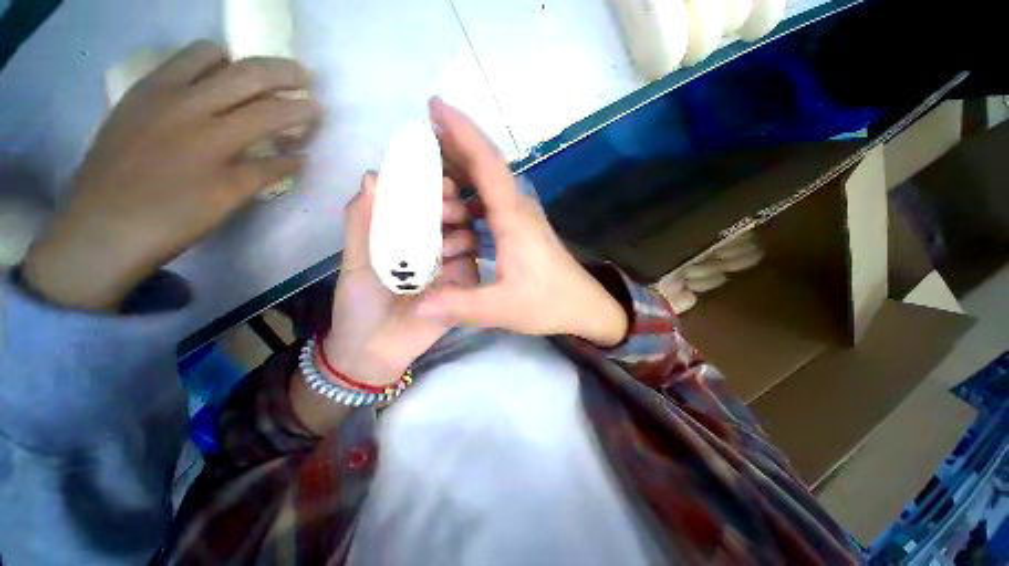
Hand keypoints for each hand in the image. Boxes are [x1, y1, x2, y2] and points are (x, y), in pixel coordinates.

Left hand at [22, 41, 319, 309]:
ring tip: (255, 74)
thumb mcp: (228, 200)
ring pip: (206, 55)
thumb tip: (300, 157)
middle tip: (304, 75)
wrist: (102, 227)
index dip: (301, 109)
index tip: (318, 108)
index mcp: (215, 138)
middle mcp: (188, 104)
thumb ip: (266, 172)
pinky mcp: (137, 94)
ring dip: (239, 60)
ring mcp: (158, 94)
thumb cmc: (173, 220)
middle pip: (246, 74)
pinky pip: (175, 62)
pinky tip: (210, 78)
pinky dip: (202, 61)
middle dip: (282, 72)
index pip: (270, 113)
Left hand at [321, 172, 478, 385]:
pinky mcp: (462, 286)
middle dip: (452, 206)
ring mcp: (452, 265)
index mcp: (410, 235)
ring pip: (468, 237)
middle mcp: (436, 246)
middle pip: (454, 217)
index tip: (437, 179)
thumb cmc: (361, 301)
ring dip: (460, 231)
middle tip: (445, 206)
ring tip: (444, 241)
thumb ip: (362, 221)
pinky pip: (471, 264)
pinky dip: (464, 257)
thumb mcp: (355, 258)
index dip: (434, 188)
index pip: (428, 204)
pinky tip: (453, 260)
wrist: (374, 346)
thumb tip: (373, 176)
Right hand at [416, 99, 628, 346]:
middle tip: (417, 143)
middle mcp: (518, 209)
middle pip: (485, 166)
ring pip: (486, 186)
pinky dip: (469, 201)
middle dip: (453, 148)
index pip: (487, 164)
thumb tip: (418, 307)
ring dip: (459, 177)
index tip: (434, 106)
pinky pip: (490, 205)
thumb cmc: (549, 303)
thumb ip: (461, 306)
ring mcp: (521, 218)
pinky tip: (453, 213)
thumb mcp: (503, 309)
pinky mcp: (521, 230)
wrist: (583, 307)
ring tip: (427, 179)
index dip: (461, 132)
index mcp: (514, 219)